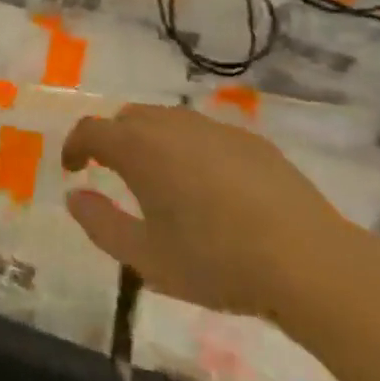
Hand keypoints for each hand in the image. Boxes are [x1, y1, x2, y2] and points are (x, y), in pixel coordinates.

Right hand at [62, 104, 358, 324]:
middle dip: (113, 140)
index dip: (75, 146)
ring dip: (151, 141)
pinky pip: (204, 133)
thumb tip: (74, 197)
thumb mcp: (146, 258)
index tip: (72, 169)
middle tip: (113, 175)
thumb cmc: (215, 262)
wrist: (306, 260)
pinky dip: (189, 148)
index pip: (92, 130)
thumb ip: (101, 224)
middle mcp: (173, 125)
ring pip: (168, 120)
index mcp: (140, 149)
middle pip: (129, 118)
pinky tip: (208, 187)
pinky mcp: (251, 140)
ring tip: (159, 181)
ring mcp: (215, 128)